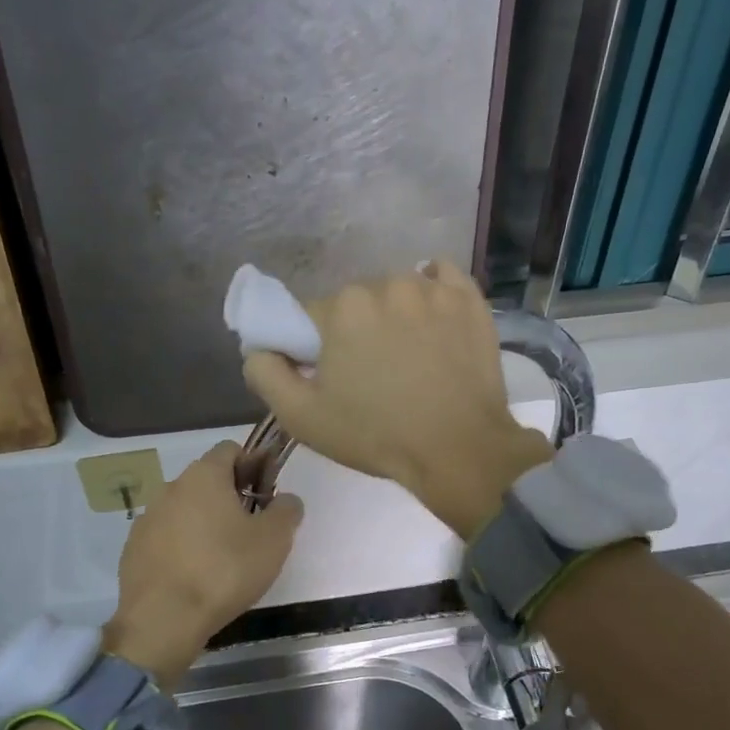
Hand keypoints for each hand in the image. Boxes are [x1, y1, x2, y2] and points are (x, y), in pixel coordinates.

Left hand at [103, 442, 303, 686]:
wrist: (164, 619)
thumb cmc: (225, 570)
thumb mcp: (274, 540)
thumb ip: (286, 510)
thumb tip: (286, 499)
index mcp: (204, 475)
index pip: (230, 449)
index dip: (253, 465)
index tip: (266, 494)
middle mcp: (171, 487)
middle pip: (207, 479)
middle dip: (230, 496)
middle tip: (251, 529)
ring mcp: (148, 518)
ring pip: (185, 508)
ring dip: (204, 522)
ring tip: (222, 557)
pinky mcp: (134, 548)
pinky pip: (165, 536)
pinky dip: (181, 546)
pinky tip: (194, 575)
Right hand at [242, 262, 551, 539]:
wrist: (459, 450)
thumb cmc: (376, 435)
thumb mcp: (301, 417)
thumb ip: (266, 373)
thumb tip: (259, 347)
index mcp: (342, 308)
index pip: (309, 317)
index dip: (312, 347)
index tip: (328, 376)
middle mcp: (386, 284)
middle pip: (354, 303)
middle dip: (354, 331)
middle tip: (369, 374)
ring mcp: (433, 289)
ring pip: (396, 293)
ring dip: (393, 316)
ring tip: (408, 357)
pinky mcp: (469, 300)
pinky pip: (442, 279)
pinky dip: (433, 293)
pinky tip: (433, 320)